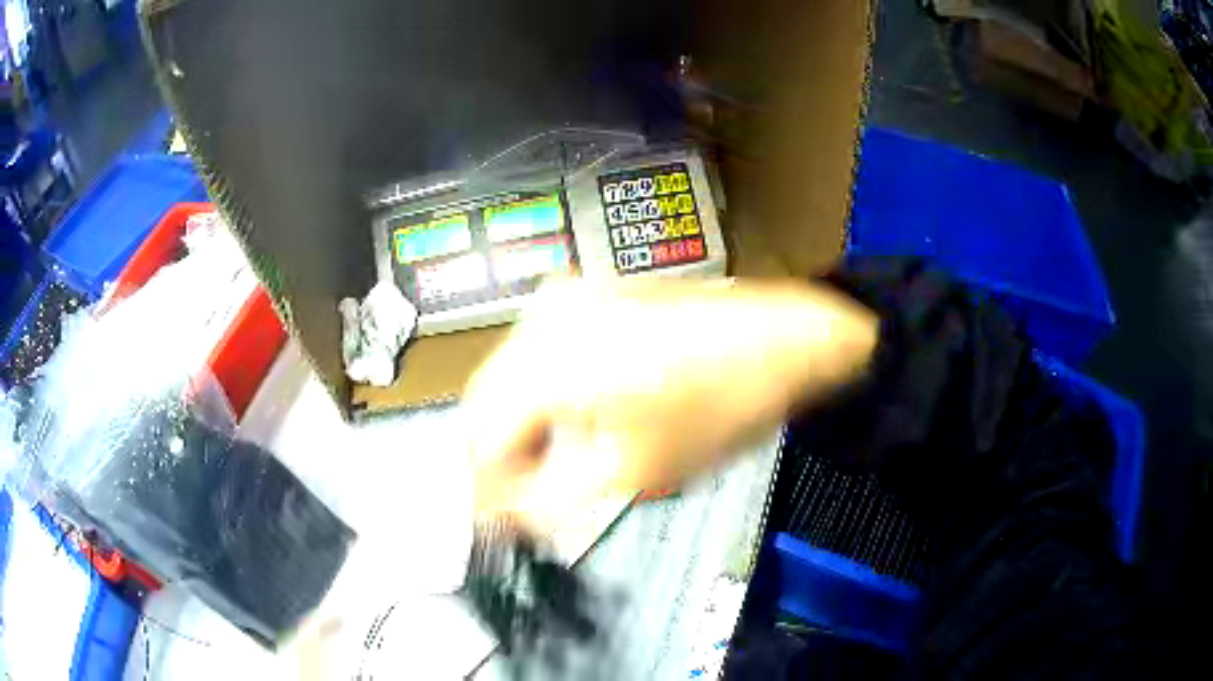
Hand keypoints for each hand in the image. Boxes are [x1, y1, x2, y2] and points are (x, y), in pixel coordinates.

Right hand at [463, 277, 877, 531]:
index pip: (480, 435)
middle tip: (518, 498)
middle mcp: (543, 319)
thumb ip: (553, 501)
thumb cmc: (721, 404)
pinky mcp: (588, 296)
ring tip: (545, 465)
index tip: (496, 519)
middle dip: (497, 455)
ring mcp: (565, 299)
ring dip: (517, 424)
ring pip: (509, 376)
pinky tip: (566, 420)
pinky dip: (540, 393)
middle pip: (486, 400)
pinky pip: (538, 352)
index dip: (485, 487)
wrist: (780, 342)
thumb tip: (507, 516)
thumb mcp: (634, 472)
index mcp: (548, 361)